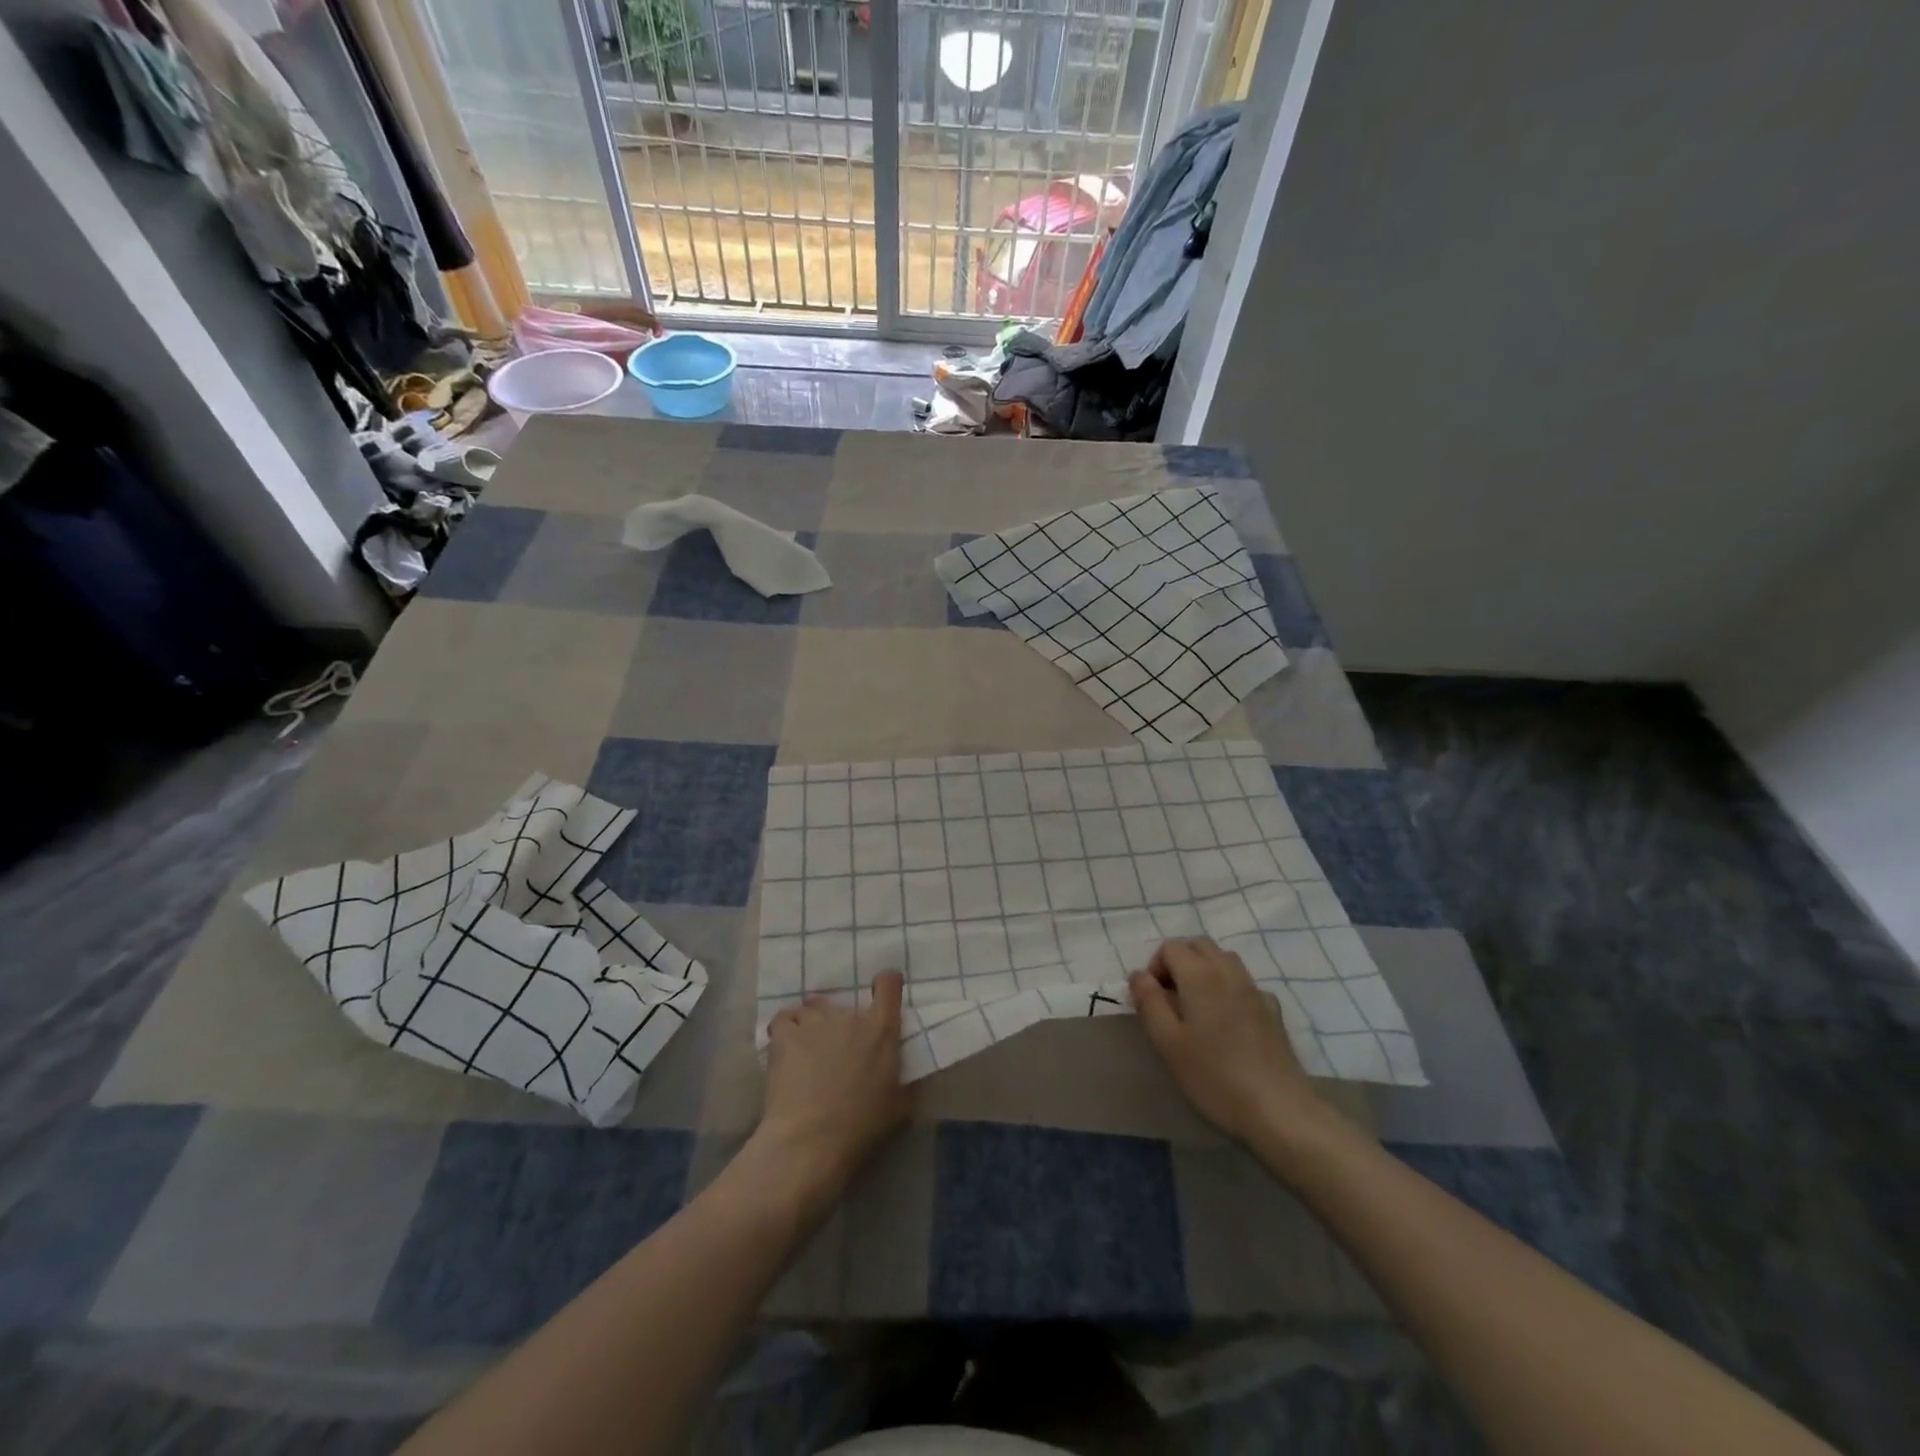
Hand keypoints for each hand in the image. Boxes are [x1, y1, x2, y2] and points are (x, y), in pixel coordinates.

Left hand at [755, 972, 910, 1205]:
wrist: (811, 1140)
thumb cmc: (861, 1126)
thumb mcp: (900, 1108)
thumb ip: (907, 1084)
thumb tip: (911, 1078)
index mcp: (881, 1029)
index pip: (889, 985)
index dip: (887, 985)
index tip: (882, 995)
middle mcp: (848, 1015)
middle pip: (845, 1003)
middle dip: (842, 1022)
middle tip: (839, 1049)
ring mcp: (814, 1021)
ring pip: (812, 1008)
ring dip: (813, 1023)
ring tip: (809, 1048)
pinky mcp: (785, 1035)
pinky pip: (784, 1018)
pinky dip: (786, 1028)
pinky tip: (785, 1046)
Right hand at [1130, 938, 1330, 1147]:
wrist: (1277, 1108)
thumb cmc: (1214, 1075)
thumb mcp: (1168, 1042)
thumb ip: (1149, 1002)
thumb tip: (1138, 975)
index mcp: (1200, 975)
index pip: (1171, 948)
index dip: (1155, 967)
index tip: (1152, 1001)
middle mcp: (1229, 972)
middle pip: (1199, 945)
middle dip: (1179, 962)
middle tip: (1170, 999)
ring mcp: (1255, 990)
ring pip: (1224, 959)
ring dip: (1204, 970)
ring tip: (1196, 1007)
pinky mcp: (1273, 1011)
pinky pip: (1245, 984)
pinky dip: (1229, 989)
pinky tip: (1228, 1022)